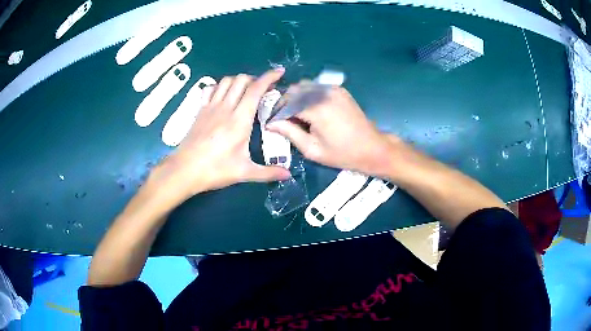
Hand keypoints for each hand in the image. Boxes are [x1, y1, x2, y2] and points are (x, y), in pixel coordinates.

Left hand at [154, 68, 290, 199]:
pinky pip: (210, 89)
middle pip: (241, 79)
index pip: (255, 89)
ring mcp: (210, 107)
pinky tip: (223, 96)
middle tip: (263, 90)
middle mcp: (225, 108)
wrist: (185, 170)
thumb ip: (268, 172)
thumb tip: (288, 175)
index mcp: (240, 120)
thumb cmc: (215, 170)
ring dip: (238, 81)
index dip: (269, 77)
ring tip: (245, 91)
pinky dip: (219, 86)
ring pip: (226, 81)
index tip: (279, 73)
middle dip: (255, 79)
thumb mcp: (244, 172)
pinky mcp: (200, 110)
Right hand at [266, 86, 399, 177]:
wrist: (372, 147)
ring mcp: (332, 89)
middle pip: (293, 91)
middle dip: (283, 103)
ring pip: (304, 86)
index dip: (275, 112)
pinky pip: (316, 87)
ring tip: (294, 115)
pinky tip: (309, 109)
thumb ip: (289, 133)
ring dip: (295, 98)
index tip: (270, 122)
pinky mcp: (339, 89)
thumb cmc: (342, 154)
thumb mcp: (312, 149)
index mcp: (316, 108)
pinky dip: (307, 95)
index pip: (285, 103)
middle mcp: (323, 93)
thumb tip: (270, 123)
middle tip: (281, 119)